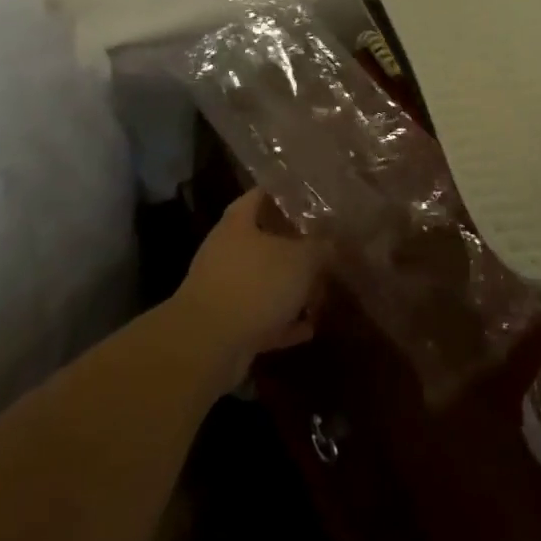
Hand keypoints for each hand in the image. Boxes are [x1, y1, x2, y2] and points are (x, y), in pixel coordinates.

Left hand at [172, 190, 329, 392]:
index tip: (313, 199)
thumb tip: (332, 244)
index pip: (262, 195)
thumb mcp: (301, 260)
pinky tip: (308, 329)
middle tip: (326, 251)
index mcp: (239, 222)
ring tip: (322, 293)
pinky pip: (261, 317)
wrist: (208, 345)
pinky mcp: (227, 324)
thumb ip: (320, 248)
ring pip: (264, 281)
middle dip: (296, 248)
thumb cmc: (256, 284)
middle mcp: (227, 250)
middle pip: (265, 241)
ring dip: (290, 289)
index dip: (287, 194)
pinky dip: (283, 322)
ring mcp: (224, 288)